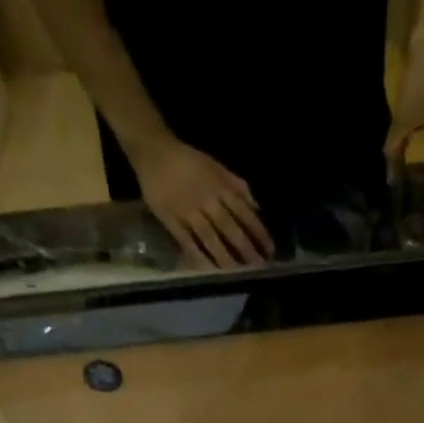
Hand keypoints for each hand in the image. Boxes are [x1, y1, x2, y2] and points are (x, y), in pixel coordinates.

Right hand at [129, 134, 273, 268]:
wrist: (154, 150)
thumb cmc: (188, 160)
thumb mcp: (216, 167)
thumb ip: (237, 186)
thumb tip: (257, 207)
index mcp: (219, 186)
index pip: (244, 212)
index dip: (258, 232)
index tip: (269, 250)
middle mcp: (206, 200)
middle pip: (229, 228)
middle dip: (245, 249)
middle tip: (258, 267)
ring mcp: (188, 211)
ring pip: (210, 238)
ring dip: (225, 257)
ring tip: (237, 272)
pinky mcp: (171, 220)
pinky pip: (187, 242)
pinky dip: (199, 257)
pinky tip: (209, 270)